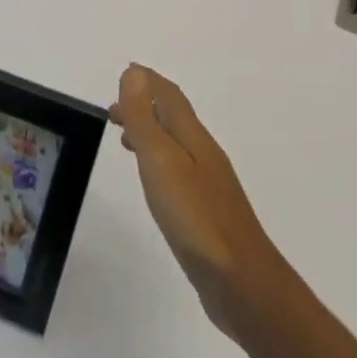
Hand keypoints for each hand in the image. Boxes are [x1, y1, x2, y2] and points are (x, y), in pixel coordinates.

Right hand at [111, 63, 287, 338]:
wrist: (244, 285)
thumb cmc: (196, 218)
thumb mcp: (161, 162)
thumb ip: (145, 118)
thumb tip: (134, 73)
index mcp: (193, 138)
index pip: (169, 96)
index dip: (147, 81)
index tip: (123, 73)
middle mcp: (203, 154)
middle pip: (173, 117)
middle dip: (145, 105)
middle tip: (113, 110)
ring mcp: (209, 185)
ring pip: (175, 144)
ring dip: (150, 132)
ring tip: (124, 139)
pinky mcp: (207, 213)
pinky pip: (178, 171)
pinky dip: (158, 161)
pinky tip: (153, 182)